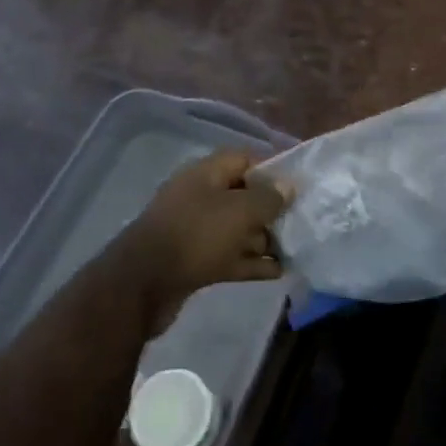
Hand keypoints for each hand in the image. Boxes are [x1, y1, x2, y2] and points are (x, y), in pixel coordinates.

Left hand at [116, 151, 290, 328]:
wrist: (143, 285)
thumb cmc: (196, 235)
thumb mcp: (239, 211)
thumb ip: (268, 198)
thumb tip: (289, 186)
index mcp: (206, 174)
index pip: (244, 159)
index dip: (272, 169)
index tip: (299, 185)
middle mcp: (200, 196)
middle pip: (243, 195)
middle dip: (271, 208)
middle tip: (302, 221)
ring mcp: (196, 230)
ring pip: (237, 229)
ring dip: (264, 238)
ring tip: (296, 249)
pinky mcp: (194, 262)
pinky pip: (229, 256)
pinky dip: (251, 262)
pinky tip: (278, 272)